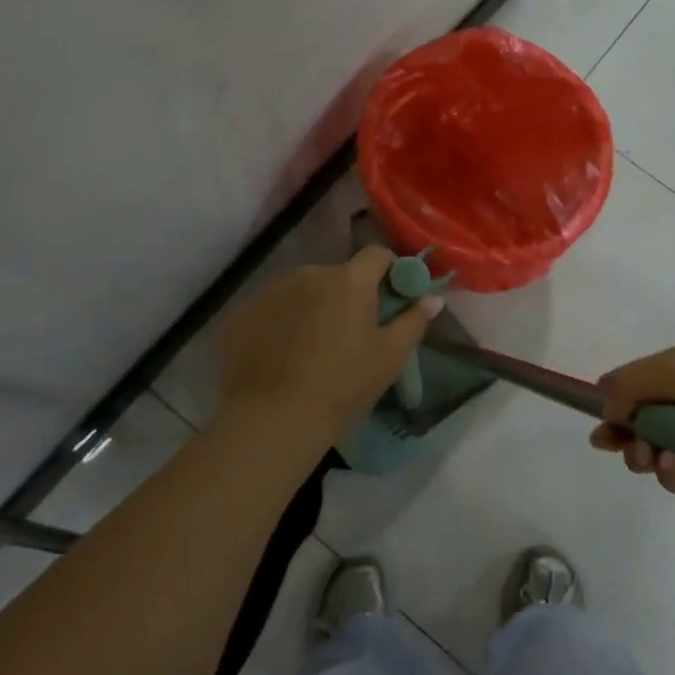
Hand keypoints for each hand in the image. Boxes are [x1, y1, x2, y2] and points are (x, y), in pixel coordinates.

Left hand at [213, 247, 440, 452]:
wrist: (273, 419)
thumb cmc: (343, 385)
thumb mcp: (389, 357)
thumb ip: (413, 321)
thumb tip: (432, 299)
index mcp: (349, 280)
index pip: (377, 255)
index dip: (388, 271)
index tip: (391, 298)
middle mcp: (309, 273)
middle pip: (337, 276)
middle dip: (346, 297)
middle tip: (350, 335)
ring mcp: (271, 291)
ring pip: (302, 292)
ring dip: (311, 309)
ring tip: (310, 351)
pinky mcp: (242, 314)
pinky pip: (271, 311)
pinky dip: (279, 326)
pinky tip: (279, 359)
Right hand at [589, 338, 674, 503]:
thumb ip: (633, 382)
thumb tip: (602, 401)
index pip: (636, 386)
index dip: (614, 404)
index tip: (600, 425)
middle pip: (641, 424)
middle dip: (625, 436)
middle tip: (618, 446)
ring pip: (658, 454)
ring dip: (646, 457)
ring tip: (652, 459)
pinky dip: (674, 476)